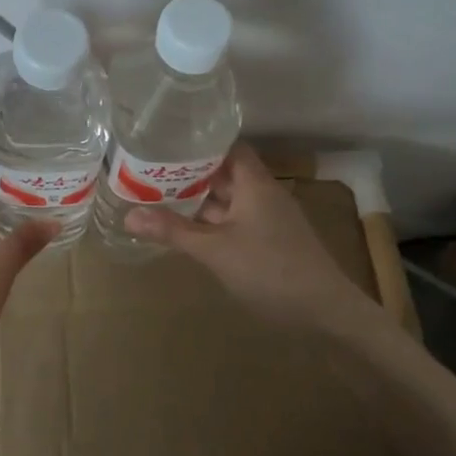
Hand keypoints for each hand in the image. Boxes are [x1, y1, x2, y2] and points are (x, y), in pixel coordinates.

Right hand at [125, 146, 373, 333]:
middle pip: (225, 172)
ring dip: (201, 199)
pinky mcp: (272, 241)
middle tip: (151, 170)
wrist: (327, 313)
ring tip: (160, 196)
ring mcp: (270, 218)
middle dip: (191, 172)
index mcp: (254, 182)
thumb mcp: (215, 250)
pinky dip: (213, 221)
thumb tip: (128, 215)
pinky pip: (236, 220)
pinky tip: (190, 229)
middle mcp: (263, 193)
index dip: (199, 142)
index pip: (227, 146)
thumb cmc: (270, 270)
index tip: (166, 141)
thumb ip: (173, 231)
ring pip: (230, 199)